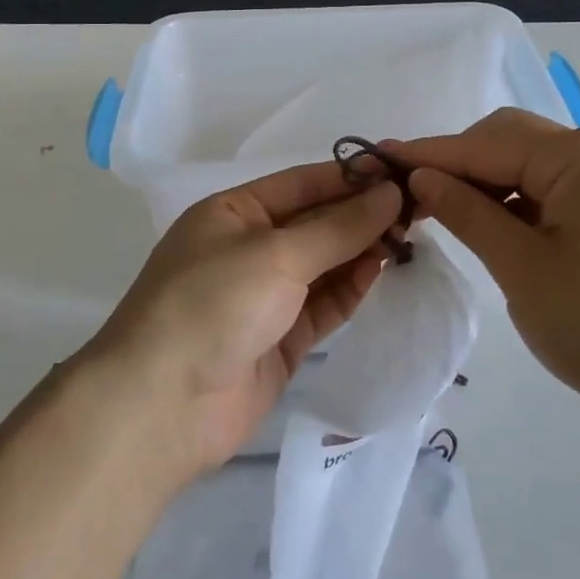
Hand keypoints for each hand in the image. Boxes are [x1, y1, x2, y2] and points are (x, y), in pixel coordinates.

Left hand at [81, 162, 402, 481]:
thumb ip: (339, 227)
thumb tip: (391, 193)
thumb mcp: (277, 254)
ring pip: (324, 264)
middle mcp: (248, 248)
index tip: (400, 171)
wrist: (162, 407)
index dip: (350, 177)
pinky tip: (380, 269)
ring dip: (362, 250)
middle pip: (315, 223)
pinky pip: (323, 304)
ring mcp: (264, 296)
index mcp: (233, 213)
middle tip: (417, 206)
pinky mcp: (280, 339)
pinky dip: (351, 287)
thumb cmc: (213, 304)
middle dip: (361, 215)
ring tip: (408, 235)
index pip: (302, 184)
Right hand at [395, 109, 579, 421]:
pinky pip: (544, 187)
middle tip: (406, 197)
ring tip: (435, 212)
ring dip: (480, 183)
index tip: (374, 161)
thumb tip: (420, 177)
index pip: (483, 145)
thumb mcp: (521, 267)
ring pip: (522, 164)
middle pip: (505, 141)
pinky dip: (509, 201)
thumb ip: (467, 213)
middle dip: (455, 165)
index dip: (427, 155)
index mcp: (578, 154)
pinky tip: (483, 225)